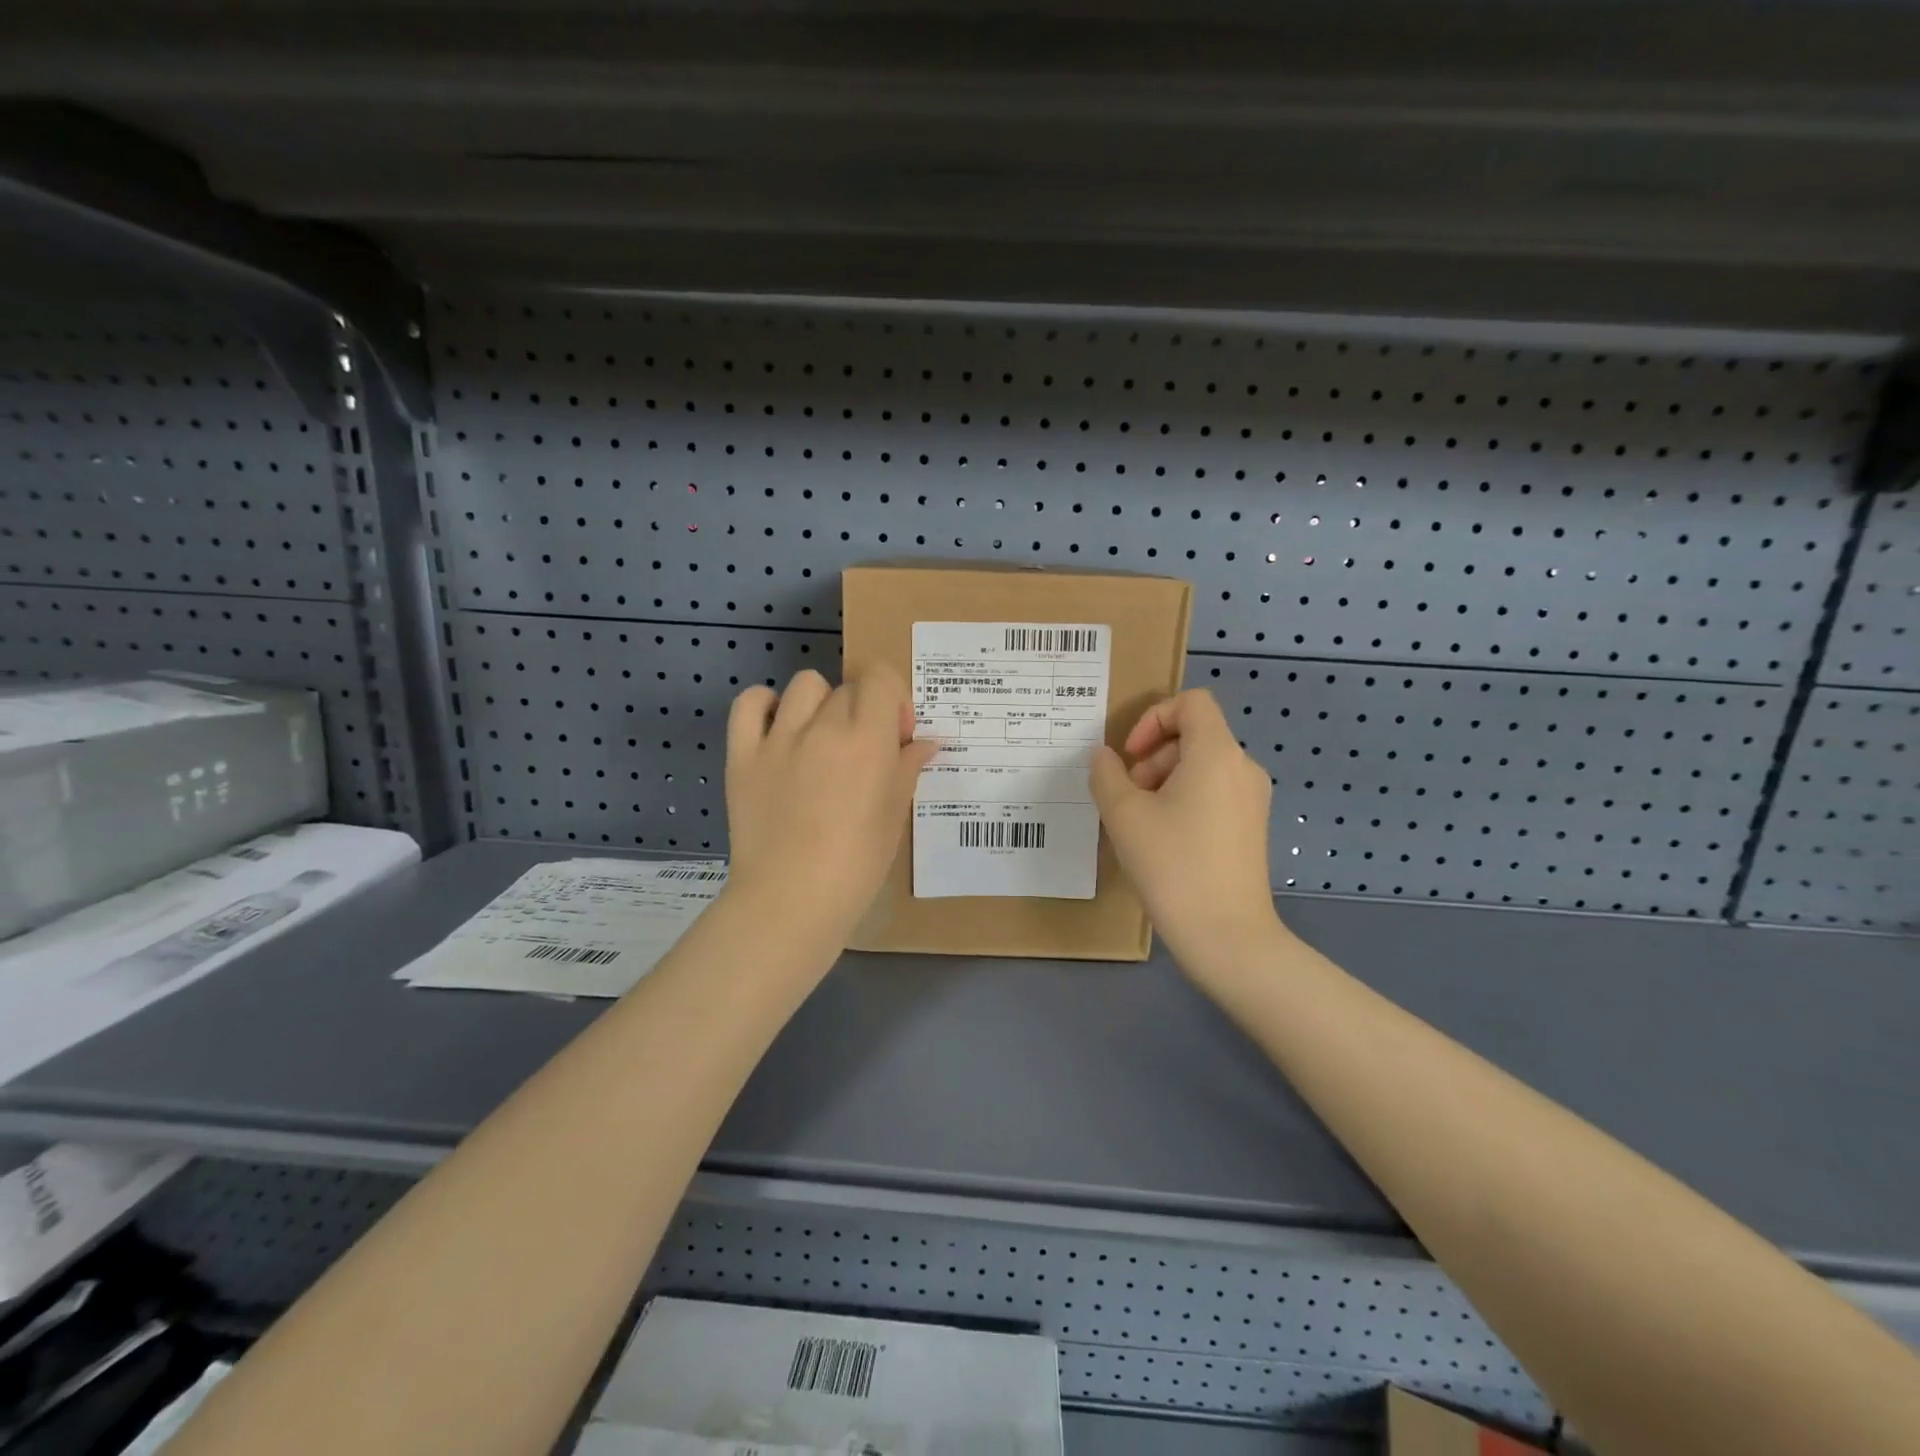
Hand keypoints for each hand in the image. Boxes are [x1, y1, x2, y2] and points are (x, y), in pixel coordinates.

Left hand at [724, 665, 934, 941]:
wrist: (791, 899)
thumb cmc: (856, 864)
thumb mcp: (894, 815)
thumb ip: (907, 769)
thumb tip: (924, 743)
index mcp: (867, 741)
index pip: (881, 680)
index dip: (894, 700)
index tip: (895, 734)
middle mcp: (823, 728)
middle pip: (847, 689)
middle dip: (862, 711)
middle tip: (861, 751)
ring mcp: (778, 739)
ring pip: (804, 686)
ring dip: (820, 703)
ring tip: (819, 738)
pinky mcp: (742, 755)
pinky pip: (748, 704)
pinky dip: (763, 705)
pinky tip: (776, 728)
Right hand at [1090, 689, 1284, 968]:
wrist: (1227, 936)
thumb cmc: (1173, 865)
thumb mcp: (1124, 815)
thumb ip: (1106, 775)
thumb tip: (1104, 758)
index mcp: (1217, 754)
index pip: (1191, 702)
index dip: (1153, 718)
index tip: (1130, 757)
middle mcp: (1243, 768)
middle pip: (1194, 736)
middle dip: (1152, 757)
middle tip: (1126, 796)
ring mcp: (1252, 800)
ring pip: (1201, 767)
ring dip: (1163, 781)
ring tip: (1139, 823)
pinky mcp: (1252, 828)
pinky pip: (1213, 794)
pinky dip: (1183, 801)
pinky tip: (1162, 840)